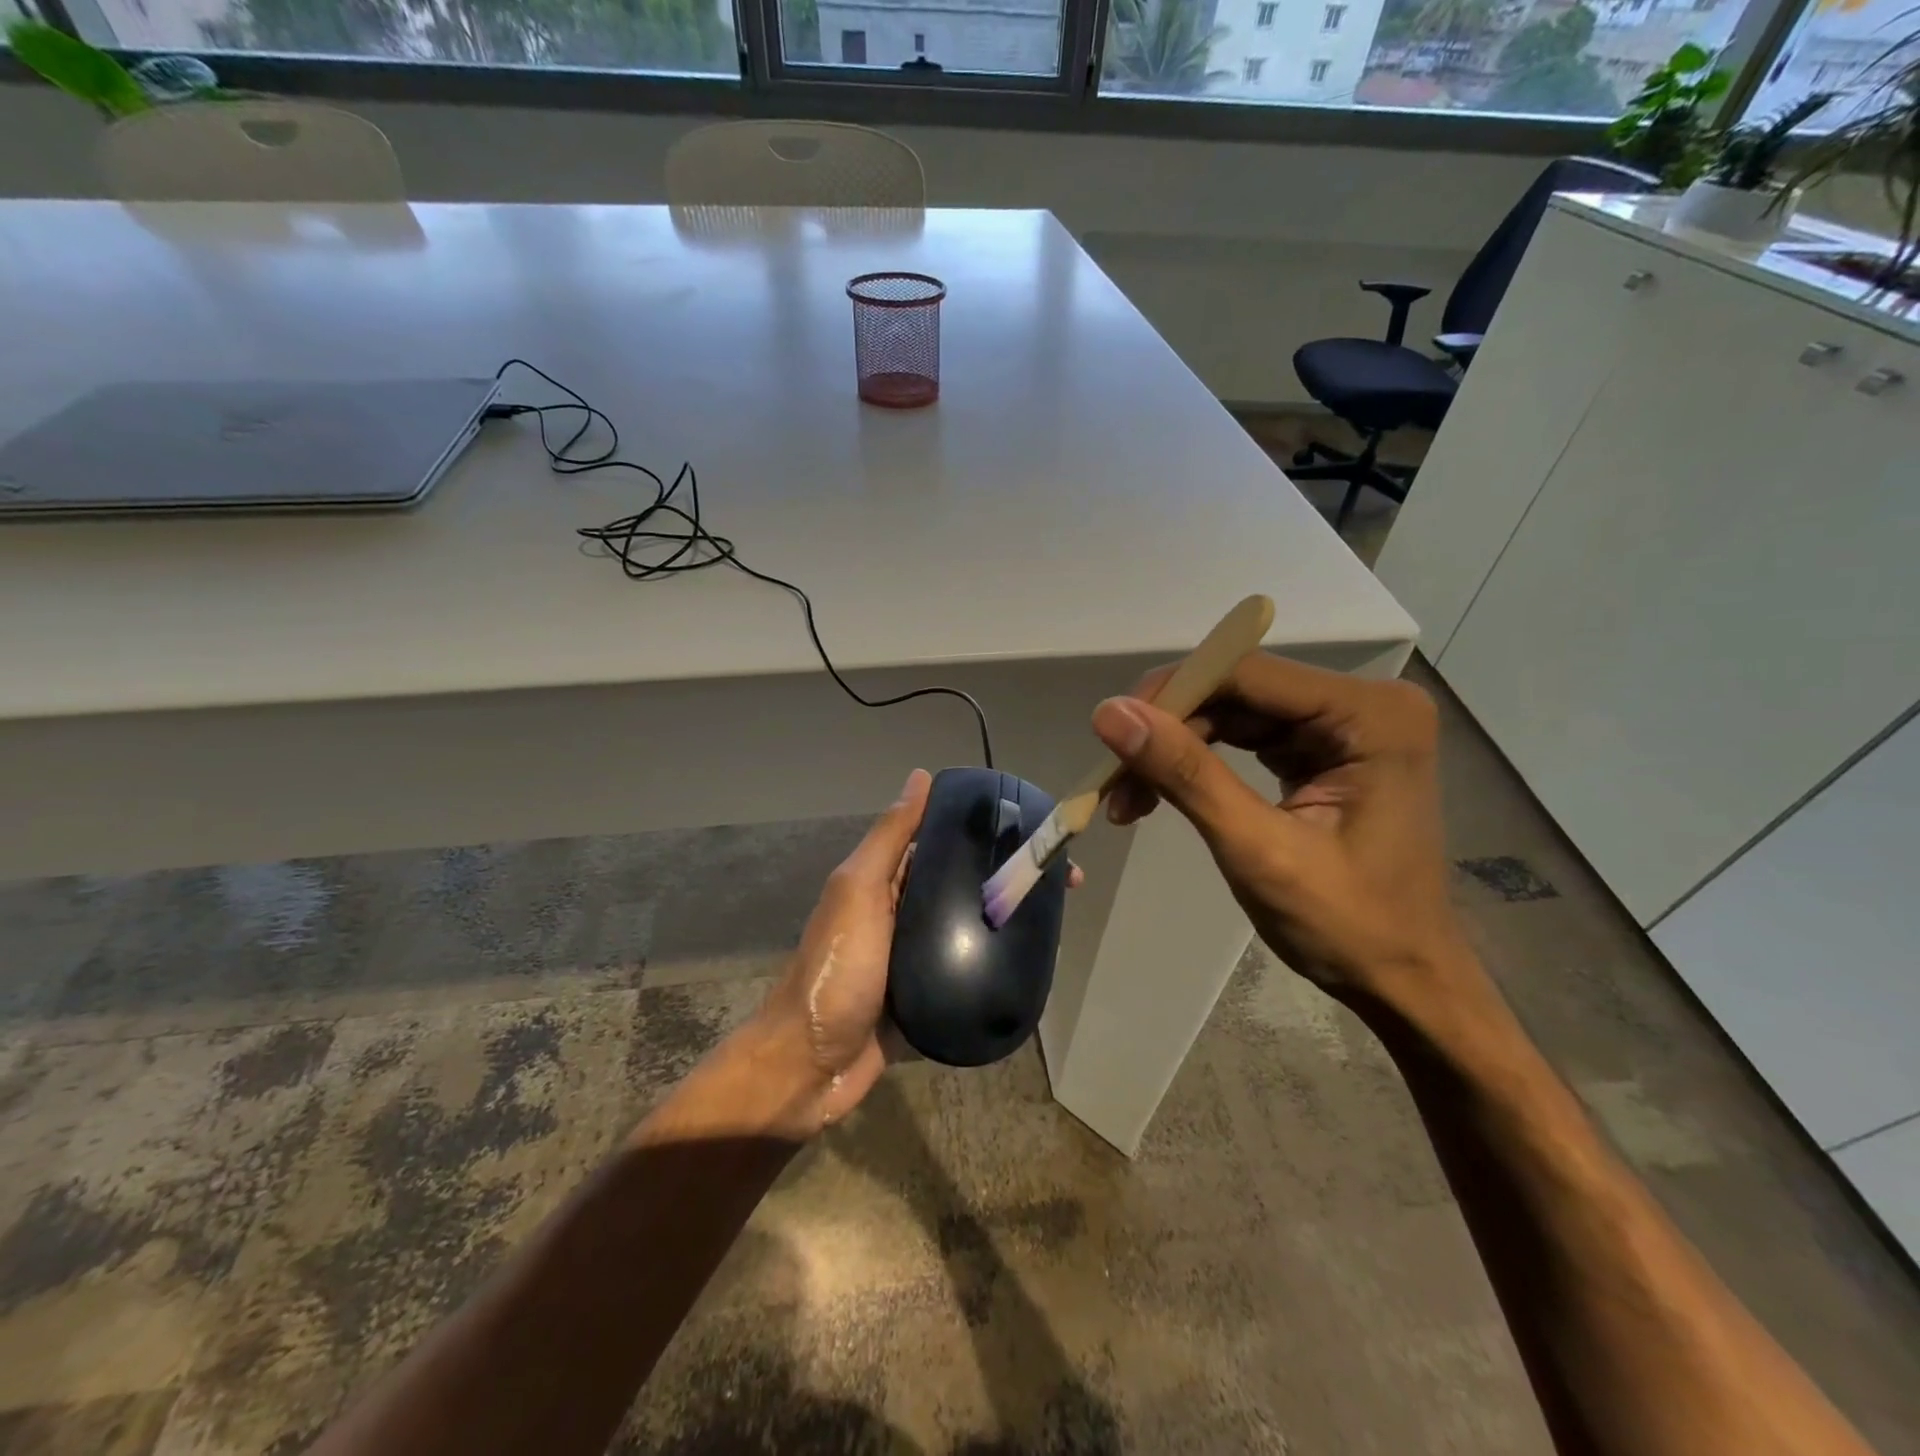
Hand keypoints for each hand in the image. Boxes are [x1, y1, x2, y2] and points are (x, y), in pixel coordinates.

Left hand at [753, 769, 1087, 1136]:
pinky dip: (997, 967)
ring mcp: (917, 960)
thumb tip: (921, 777)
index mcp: (888, 882)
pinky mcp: (930, 1001)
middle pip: (966, 886)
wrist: (809, 1067)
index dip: (990, 834)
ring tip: (1058, 922)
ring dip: (1010, 923)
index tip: (1037, 835)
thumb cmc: (835, 969)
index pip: (946, 844)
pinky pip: (969, 975)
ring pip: (972, 930)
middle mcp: (905, 914)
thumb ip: (889, 839)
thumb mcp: (858, 892)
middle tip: (1064, 885)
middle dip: (1012, 879)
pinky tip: (1033, 966)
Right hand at [1093, 653, 1475, 1014]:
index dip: (1171, 696)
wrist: (1403, 981)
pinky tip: (1158, 794)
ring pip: (1231, 713)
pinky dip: (1196, 764)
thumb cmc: (1347, 926)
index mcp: (1369, 714)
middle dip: (1168, 731)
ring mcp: (1342, 726)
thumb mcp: (1258, 850)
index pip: (1247, 674)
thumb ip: (1186, 775)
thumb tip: (1109, 713)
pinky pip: (1243, 738)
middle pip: (1236, 691)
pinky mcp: (1322, 750)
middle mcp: (1361, 703)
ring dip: (1174, 750)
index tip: (1110, 733)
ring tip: (1126, 799)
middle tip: (1113, 781)